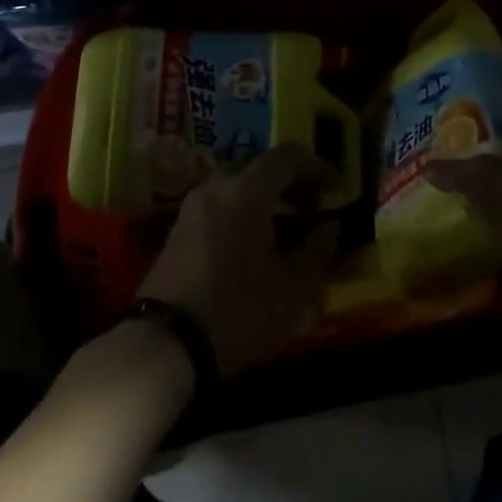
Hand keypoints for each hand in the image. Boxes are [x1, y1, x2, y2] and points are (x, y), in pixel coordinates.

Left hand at [138, 145, 340, 376]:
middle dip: (291, 178)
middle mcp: (218, 186)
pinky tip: (254, 238)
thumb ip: (317, 249)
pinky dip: (243, 205)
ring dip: (265, 191)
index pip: (288, 156)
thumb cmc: (237, 312)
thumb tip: (331, 226)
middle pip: (260, 162)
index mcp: (248, 191)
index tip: (336, 189)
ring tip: (286, 223)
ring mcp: (193, 205)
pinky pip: (219, 199)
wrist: (164, 346)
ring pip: (237, 180)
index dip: (318, 167)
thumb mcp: (292, 288)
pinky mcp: (179, 227)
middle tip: (312, 205)